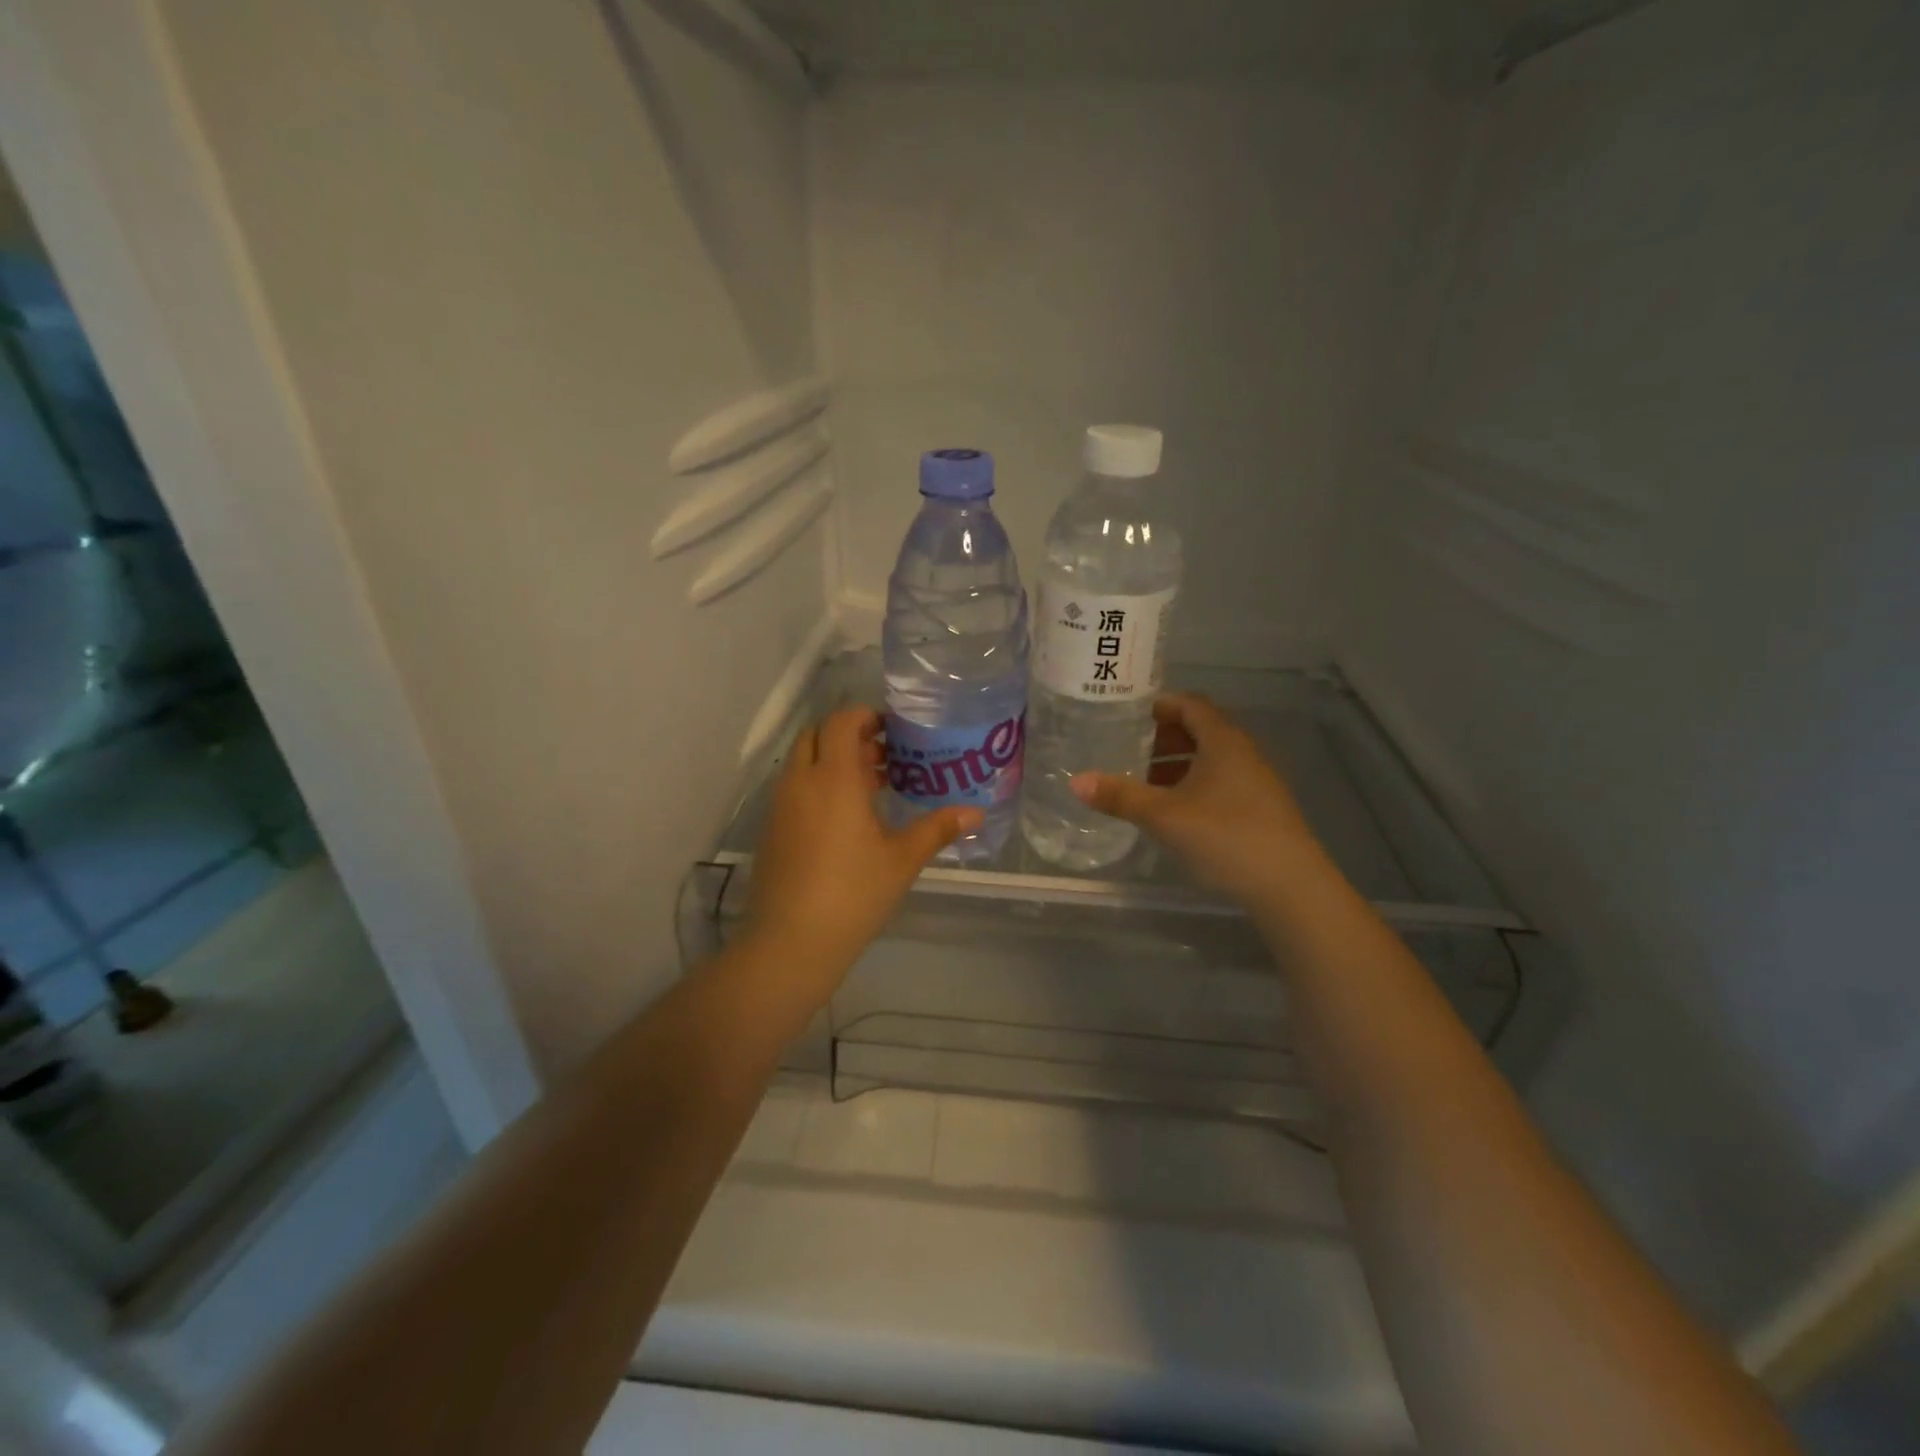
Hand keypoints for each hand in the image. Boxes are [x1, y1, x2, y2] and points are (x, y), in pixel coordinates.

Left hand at [744, 707, 980, 1003]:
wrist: (791, 942)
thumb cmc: (853, 893)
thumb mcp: (902, 859)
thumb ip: (938, 829)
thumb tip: (976, 813)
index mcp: (833, 778)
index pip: (841, 721)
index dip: (865, 716)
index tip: (892, 730)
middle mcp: (801, 781)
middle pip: (818, 735)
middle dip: (849, 736)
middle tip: (885, 757)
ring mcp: (781, 805)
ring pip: (804, 762)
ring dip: (834, 761)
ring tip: (873, 786)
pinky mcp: (772, 829)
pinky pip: (795, 788)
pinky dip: (819, 784)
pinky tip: (848, 818)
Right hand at [1071, 694, 1319, 905]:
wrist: (1290, 887)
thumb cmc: (1225, 837)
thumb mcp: (1163, 816)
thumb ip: (1120, 797)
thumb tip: (1075, 781)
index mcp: (1223, 740)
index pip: (1190, 704)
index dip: (1160, 705)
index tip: (1128, 716)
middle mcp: (1243, 752)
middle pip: (1201, 729)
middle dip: (1164, 738)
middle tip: (1129, 752)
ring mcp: (1257, 780)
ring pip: (1211, 759)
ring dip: (1179, 765)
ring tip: (1146, 785)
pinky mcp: (1262, 808)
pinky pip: (1222, 781)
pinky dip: (1195, 785)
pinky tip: (1177, 812)